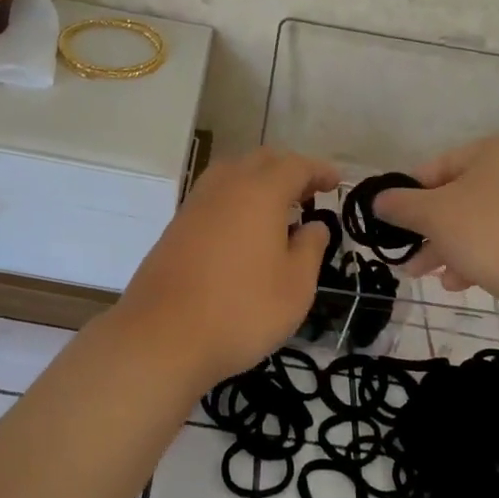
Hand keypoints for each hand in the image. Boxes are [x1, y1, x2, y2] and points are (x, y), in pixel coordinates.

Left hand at [114, 147, 338, 387]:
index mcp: (259, 192)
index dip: (318, 170)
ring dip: (258, 181)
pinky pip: (213, 197)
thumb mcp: (295, 286)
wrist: (162, 336)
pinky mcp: (176, 227)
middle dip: (288, 169)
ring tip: (277, 209)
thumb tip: (314, 225)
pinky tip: (244, 230)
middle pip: (260, 161)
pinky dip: (236, 200)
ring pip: (231, 174)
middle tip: (309, 192)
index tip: (336, 181)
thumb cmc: (241, 310)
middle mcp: (224, 187)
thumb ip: (310, 248)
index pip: (295, 166)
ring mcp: (195, 205)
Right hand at [372, 135, 498, 303]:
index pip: (440, 166)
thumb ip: (400, 204)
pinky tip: (457, 283)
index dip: (411, 194)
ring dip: (448, 247)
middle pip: (460, 196)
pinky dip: (477, 255)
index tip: (394, 220)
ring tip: (425, 274)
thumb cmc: (487, 234)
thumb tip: (378, 200)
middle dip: (429, 229)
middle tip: (407, 253)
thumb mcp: (432, 215)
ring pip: (479, 221)